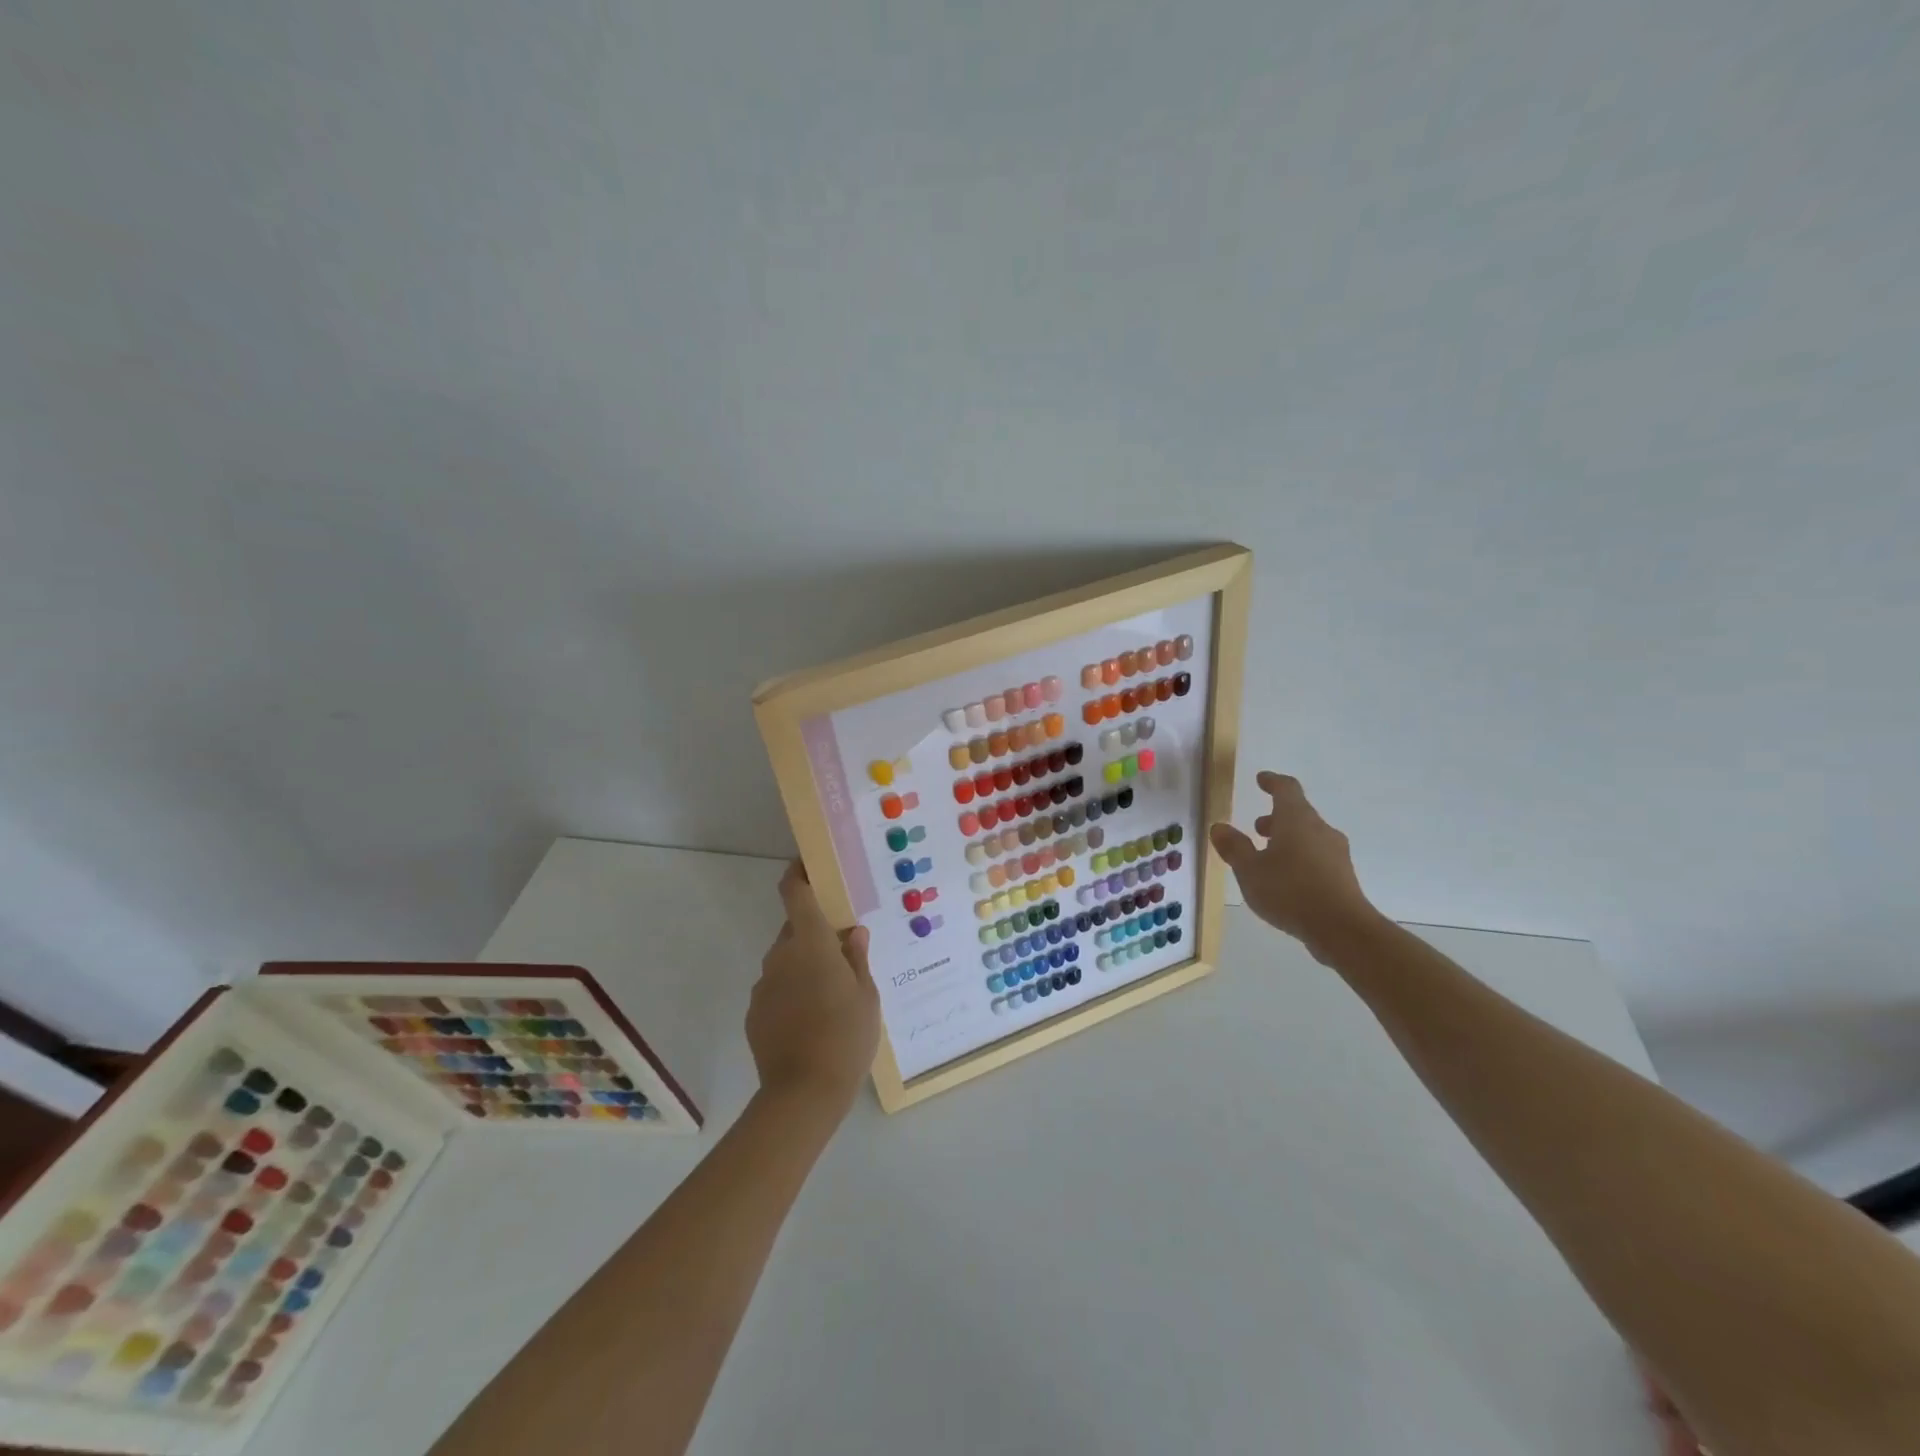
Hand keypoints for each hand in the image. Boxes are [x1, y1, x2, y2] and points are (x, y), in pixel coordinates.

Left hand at [748, 862, 881, 1117]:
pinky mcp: (755, 1013)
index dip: (798, 873)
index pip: (795, 893)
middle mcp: (781, 956)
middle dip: (815, 932)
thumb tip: (853, 933)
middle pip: (794, 929)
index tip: (809, 864)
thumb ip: (857, 959)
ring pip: (786, 961)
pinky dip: (792, 992)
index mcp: (810, 943)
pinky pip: (777, 989)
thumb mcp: (866, 996)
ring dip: (805, 965)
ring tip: (831, 993)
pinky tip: (812, 1019)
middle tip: (842, 950)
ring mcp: (764, 985)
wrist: (803, 1093)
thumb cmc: (846, 1036)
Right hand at [1209, 772, 1383, 956]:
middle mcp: (1320, 830)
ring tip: (1267, 857)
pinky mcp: (1343, 876)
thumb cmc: (1290, 891)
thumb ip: (1234, 847)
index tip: (1261, 779)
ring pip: (1308, 836)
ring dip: (1287, 840)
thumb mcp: (1249, 870)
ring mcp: (1336, 853)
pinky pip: (1317, 857)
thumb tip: (1219, 827)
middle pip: (1298, 814)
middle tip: (1256, 828)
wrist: (1342, 929)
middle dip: (1276, 818)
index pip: (1286, 789)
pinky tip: (1286, 880)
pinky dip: (1299, 859)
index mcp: (1297, 819)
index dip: (1272, 782)